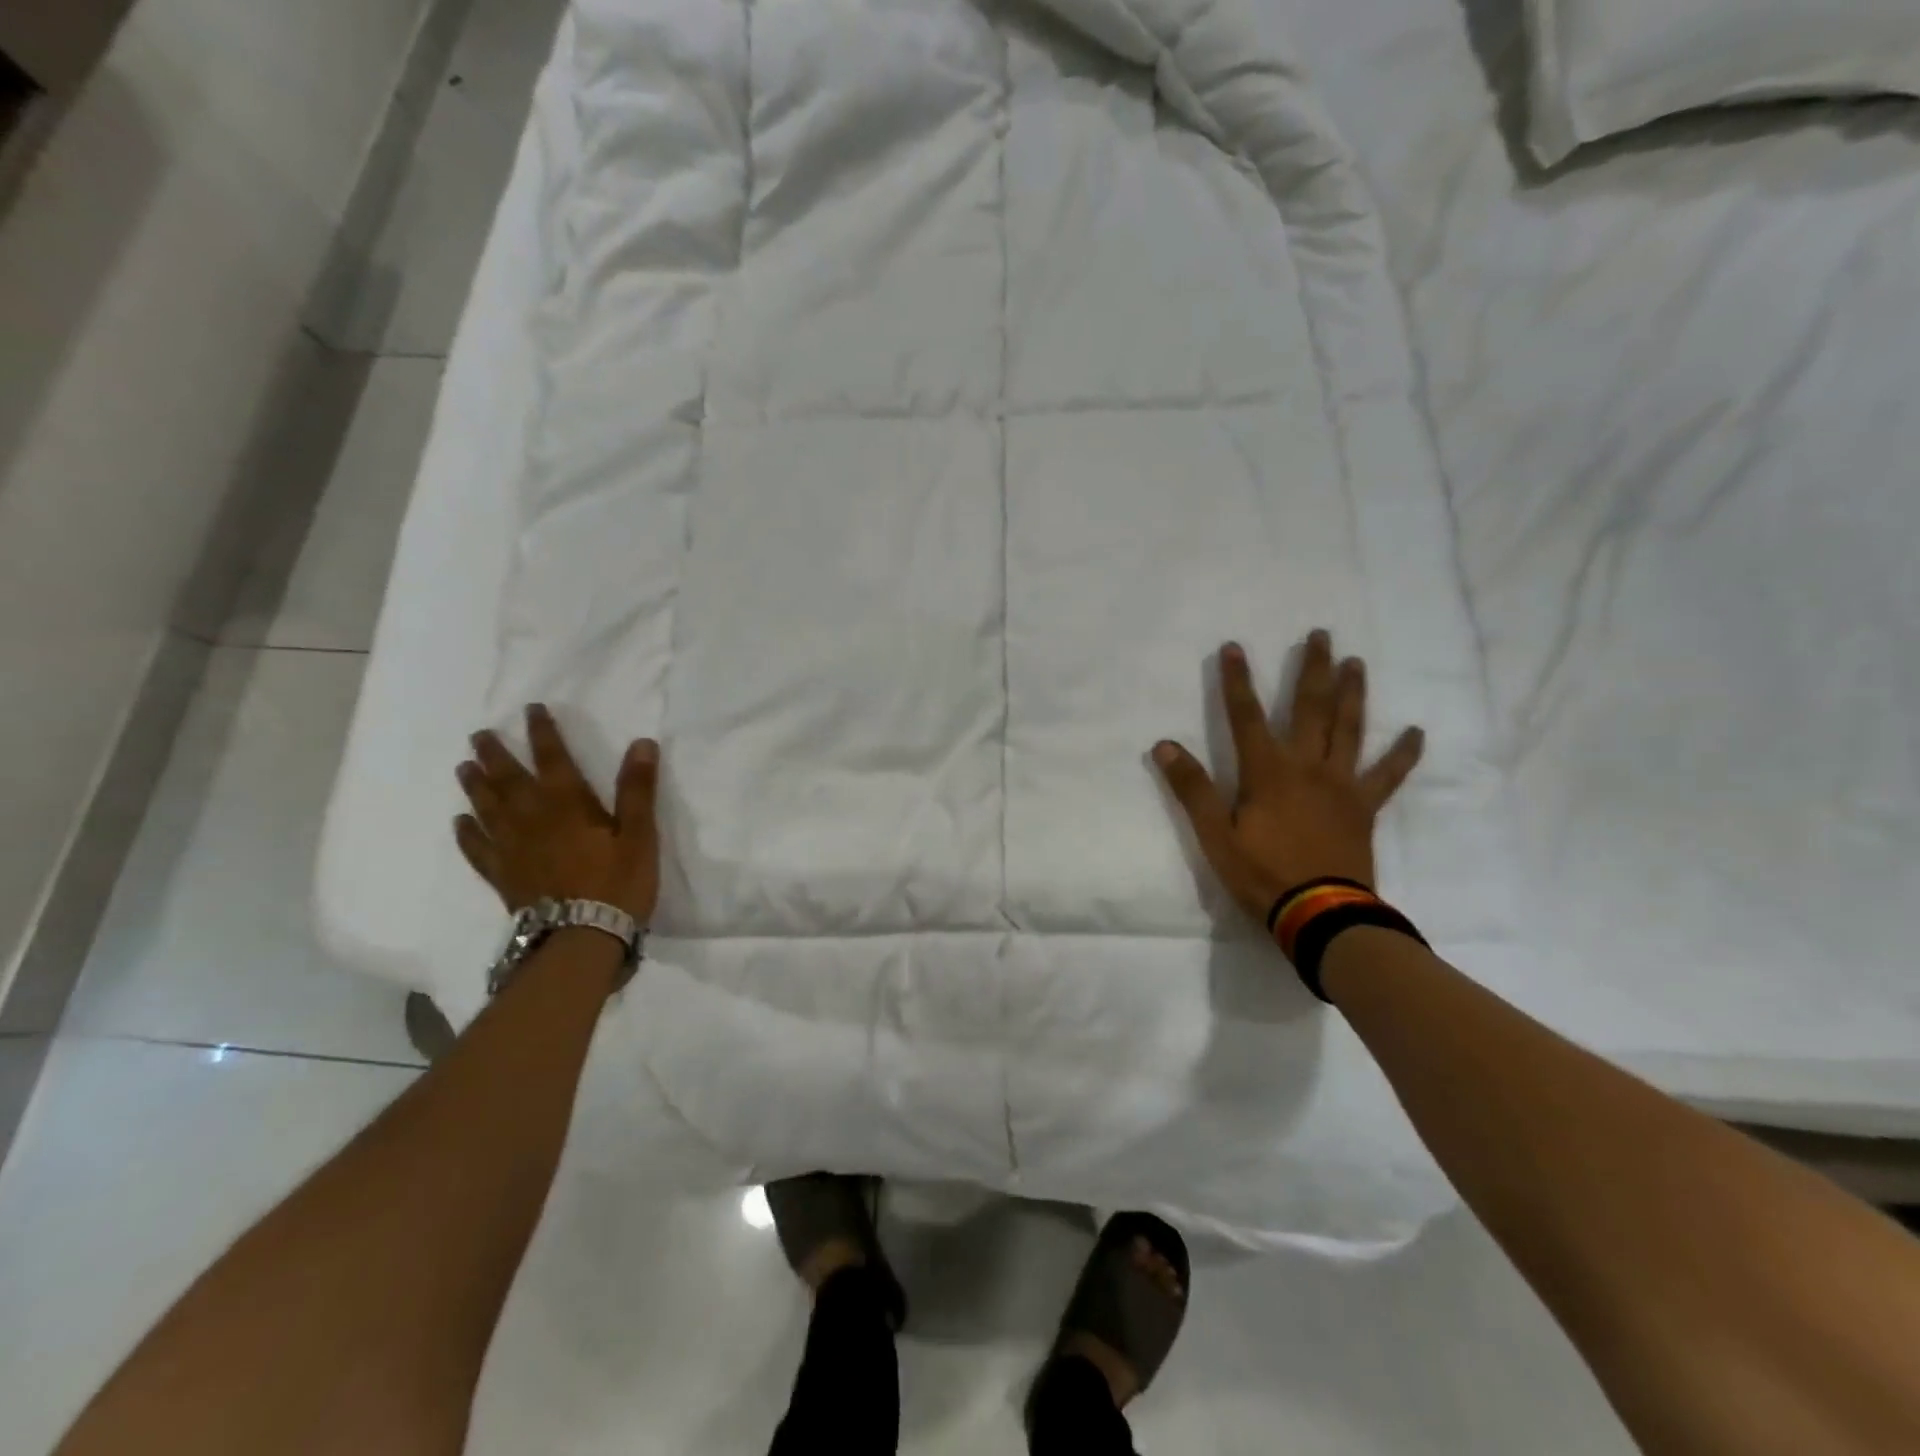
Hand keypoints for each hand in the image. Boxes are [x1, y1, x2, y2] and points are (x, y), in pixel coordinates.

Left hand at [454, 705, 661, 923]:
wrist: (582, 938)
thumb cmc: (618, 884)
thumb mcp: (640, 835)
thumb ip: (638, 789)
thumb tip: (642, 743)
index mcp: (568, 804)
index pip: (552, 758)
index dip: (542, 733)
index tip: (531, 710)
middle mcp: (532, 819)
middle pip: (509, 779)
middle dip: (496, 754)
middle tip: (480, 735)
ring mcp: (512, 848)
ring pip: (487, 808)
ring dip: (475, 785)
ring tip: (464, 767)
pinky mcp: (503, 876)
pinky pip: (478, 849)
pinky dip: (467, 833)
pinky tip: (460, 822)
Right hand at [1153, 631, 1424, 920]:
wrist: (1321, 914)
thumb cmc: (1262, 874)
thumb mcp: (1215, 835)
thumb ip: (1192, 788)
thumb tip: (1164, 745)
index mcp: (1267, 772)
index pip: (1245, 716)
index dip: (1237, 681)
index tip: (1233, 646)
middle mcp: (1307, 766)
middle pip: (1309, 708)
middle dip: (1311, 670)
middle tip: (1321, 635)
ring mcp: (1341, 784)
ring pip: (1349, 728)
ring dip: (1352, 693)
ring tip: (1356, 663)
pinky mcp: (1364, 807)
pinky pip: (1388, 775)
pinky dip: (1402, 753)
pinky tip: (1416, 732)